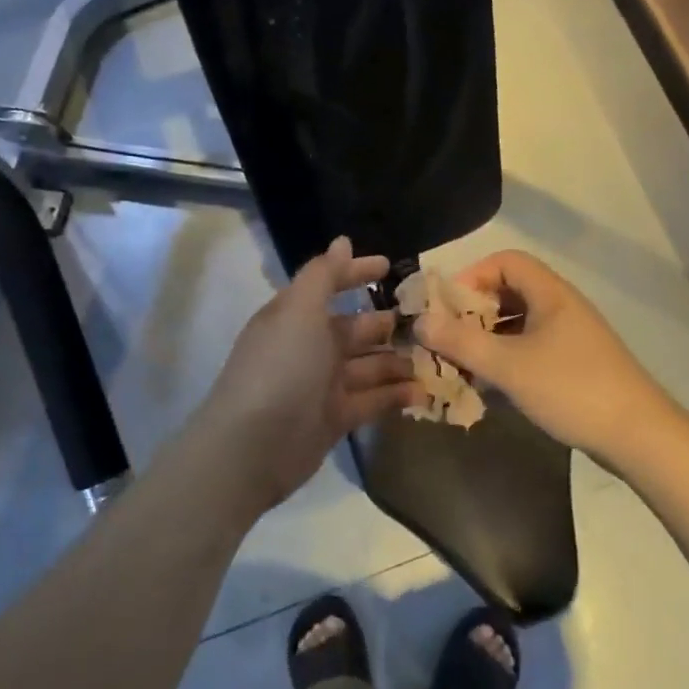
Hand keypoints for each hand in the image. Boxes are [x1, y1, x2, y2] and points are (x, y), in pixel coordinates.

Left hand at [188, 236, 417, 514]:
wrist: (254, 447)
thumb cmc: (281, 367)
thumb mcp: (300, 311)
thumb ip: (324, 275)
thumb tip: (343, 241)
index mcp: (295, 316)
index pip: (329, 285)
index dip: (356, 273)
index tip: (390, 266)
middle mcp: (309, 346)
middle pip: (354, 328)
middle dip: (386, 322)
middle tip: (427, 319)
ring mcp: (322, 384)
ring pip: (368, 365)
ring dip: (397, 360)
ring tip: (433, 356)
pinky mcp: (335, 418)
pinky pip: (372, 400)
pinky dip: (395, 394)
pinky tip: (424, 390)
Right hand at [414, 249, 670, 462]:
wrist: (639, 436)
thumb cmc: (571, 389)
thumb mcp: (508, 365)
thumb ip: (461, 342)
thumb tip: (420, 322)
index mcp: (550, 293)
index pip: (505, 261)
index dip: (472, 276)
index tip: (448, 307)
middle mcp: (561, 307)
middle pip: (509, 292)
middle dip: (474, 312)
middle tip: (448, 338)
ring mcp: (570, 337)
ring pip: (519, 324)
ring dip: (488, 339)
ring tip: (462, 366)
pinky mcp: (575, 364)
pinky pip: (531, 349)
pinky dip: (507, 360)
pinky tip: (490, 388)